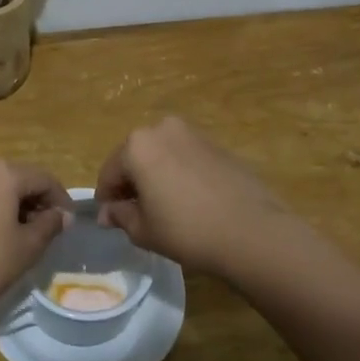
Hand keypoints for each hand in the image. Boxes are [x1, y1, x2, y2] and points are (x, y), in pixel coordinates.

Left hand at [0, 161, 73, 323]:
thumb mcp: (26, 247)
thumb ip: (50, 225)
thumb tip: (63, 215)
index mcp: (3, 173)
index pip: (44, 178)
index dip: (61, 200)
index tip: (69, 224)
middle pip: (19, 178)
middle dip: (37, 201)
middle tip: (49, 230)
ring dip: (16, 205)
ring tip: (24, 236)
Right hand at [97, 117, 299, 277]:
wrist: (252, 231)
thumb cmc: (187, 230)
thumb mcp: (144, 230)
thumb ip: (120, 216)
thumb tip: (108, 213)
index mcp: (137, 145)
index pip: (109, 172)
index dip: (107, 198)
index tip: (111, 219)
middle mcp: (162, 129)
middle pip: (135, 157)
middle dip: (132, 183)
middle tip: (137, 214)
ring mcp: (193, 134)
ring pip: (162, 155)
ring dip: (157, 176)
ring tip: (166, 208)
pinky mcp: (218, 145)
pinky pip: (186, 158)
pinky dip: (180, 174)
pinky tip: (191, 201)